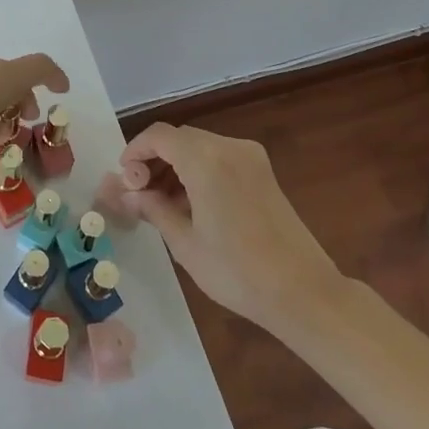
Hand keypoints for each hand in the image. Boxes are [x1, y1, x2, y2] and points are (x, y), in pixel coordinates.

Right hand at [107, 122, 341, 332]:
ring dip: (176, 166)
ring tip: (162, 203)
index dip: (135, 151)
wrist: (303, 292)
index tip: (124, 180)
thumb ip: (153, 210)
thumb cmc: (237, 271)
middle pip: (179, 139)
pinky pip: (220, 158)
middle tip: (140, 195)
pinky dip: (199, 171)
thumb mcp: (185, 243)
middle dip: (154, 160)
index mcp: (206, 159)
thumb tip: (127, 195)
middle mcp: (229, 147)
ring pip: (199, 147)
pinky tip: (191, 204)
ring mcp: (251, 158)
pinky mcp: (263, 172)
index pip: (158, 136)